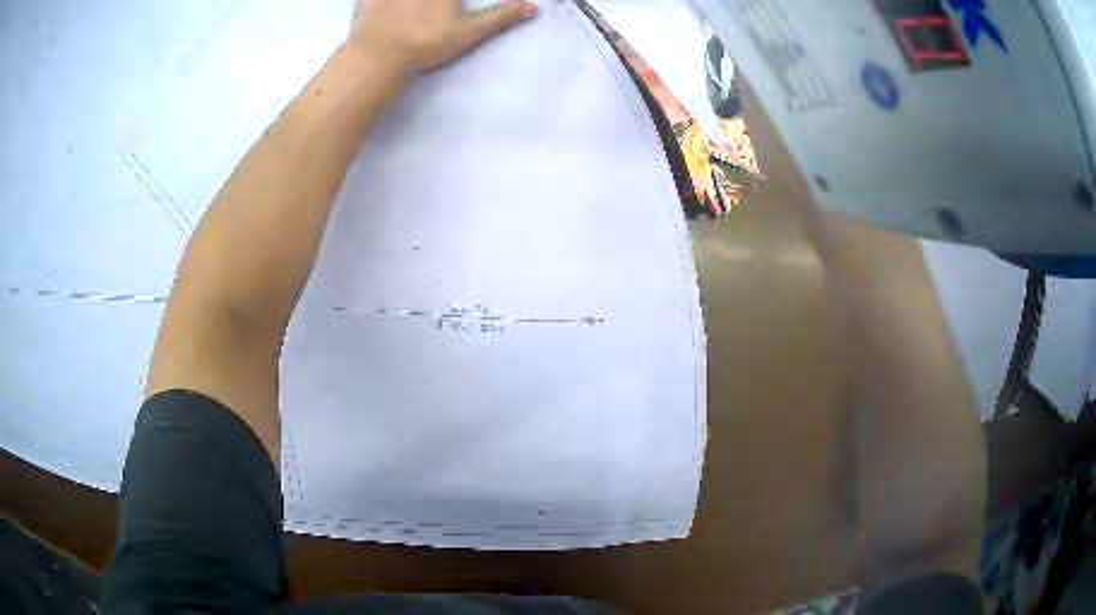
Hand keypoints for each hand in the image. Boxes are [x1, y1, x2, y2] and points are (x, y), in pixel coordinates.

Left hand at [349, 0, 539, 74]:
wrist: (378, 57)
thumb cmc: (426, 43)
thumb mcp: (469, 32)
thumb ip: (501, 17)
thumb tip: (534, 7)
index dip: (457, 1)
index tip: (455, 7)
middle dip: (440, 3)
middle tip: (439, 9)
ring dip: (411, 1)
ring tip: (414, 9)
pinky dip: (378, 1)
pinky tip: (385, 6)